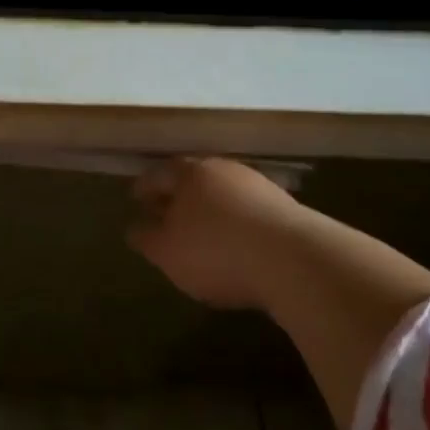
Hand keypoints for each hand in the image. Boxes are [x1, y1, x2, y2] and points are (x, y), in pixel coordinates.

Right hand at [128, 157, 309, 310]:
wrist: (295, 259)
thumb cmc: (217, 251)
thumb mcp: (168, 253)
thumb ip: (147, 238)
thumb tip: (134, 227)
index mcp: (188, 173)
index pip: (158, 174)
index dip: (143, 188)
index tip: (135, 200)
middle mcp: (222, 169)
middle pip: (192, 179)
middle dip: (178, 195)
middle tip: (167, 213)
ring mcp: (257, 185)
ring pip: (223, 192)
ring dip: (210, 207)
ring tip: (203, 230)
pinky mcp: (285, 206)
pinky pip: (249, 209)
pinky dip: (236, 221)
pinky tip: (237, 242)